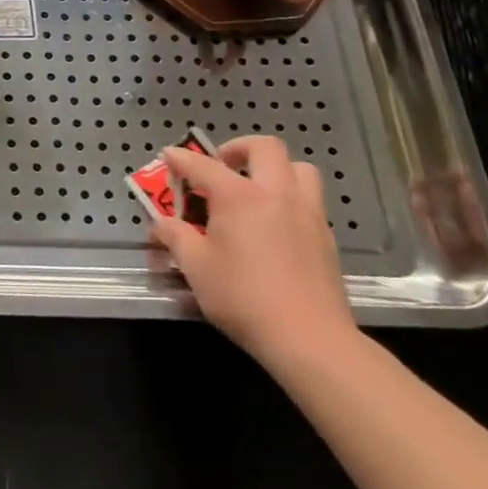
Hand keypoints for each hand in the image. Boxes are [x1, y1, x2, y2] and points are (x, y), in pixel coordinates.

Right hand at [152, 135, 355, 366]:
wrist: (311, 340)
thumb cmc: (244, 298)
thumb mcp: (195, 267)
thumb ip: (175, 238)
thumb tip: (161, 225)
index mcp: (239, 196)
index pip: (202, 165)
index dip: (181, 159)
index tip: (169, 156)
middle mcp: (276, 194)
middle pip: (265, 148)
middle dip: (239, 148)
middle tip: (222, 166)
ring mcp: (307, 214)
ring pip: (299, 169)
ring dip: (275, 169)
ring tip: (256, 188)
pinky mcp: (327, 238)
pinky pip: (310, 200)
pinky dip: (290, 198)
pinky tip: (275, 224)